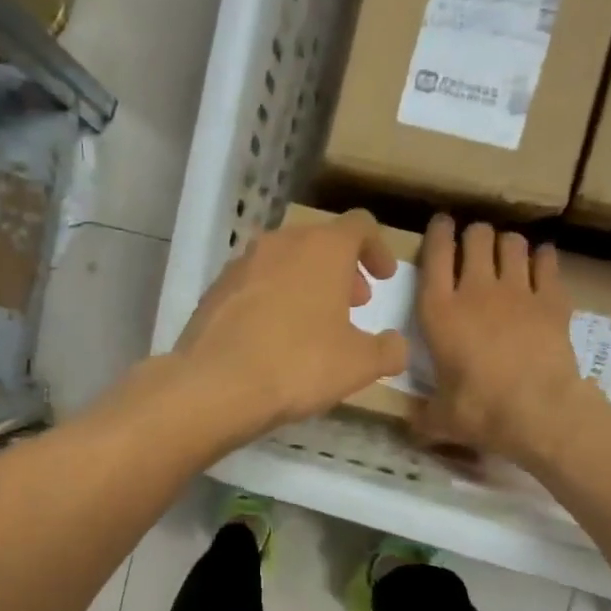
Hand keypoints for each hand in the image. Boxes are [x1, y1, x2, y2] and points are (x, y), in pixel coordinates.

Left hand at [172, 209, 408, 439]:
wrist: (215, 384)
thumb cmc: (298, 364)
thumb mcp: (359, 364)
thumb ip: (387, 350)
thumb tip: (395, 345)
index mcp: (322, 248)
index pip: (360, 226)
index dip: (377, 249)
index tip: (384, 279)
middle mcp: (280, 243)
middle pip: (319, 242)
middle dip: (341, 270)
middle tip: (353, 304)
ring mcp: (241, 264)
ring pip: (284, 262)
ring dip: (306, 283)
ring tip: (314, 323)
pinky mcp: (214, 290)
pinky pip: (254, 285)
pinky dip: (272, 299)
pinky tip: (273, 337)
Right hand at [414, 214, 598, 464]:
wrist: (538, 412)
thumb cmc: (479, 410)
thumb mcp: (440, 417)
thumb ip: (424, 414)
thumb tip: (413, 424)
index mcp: (439, 312)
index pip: (435, 255)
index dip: (437, 233)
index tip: (441, 224)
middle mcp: (475, 291)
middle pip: (477, 237)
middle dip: (475, 236)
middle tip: (475, 247)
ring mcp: (517, 291)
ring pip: (512, 243)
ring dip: (507, 244)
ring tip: (507, 255)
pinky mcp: (551, 299)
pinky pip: (547, 262)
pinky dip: (543, 259)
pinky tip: (540, 264)